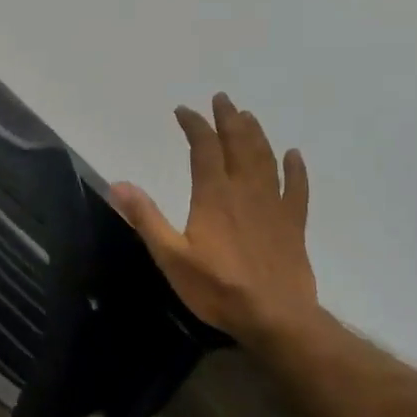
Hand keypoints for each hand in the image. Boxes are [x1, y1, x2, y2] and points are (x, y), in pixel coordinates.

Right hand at [112, 95, 321, 347]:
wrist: (276, 317)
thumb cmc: (218, 288)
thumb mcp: (171, 257)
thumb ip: (146, 218)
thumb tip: (118, 183)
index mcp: (214, 196)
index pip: (204, 149)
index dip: (194, 125)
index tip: (183, 110)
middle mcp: (246, 191)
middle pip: (239, 145)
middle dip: (228, 119)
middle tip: (221, 99)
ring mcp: (274, 206)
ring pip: (266, 159)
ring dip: (256, 134)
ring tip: (248, 116)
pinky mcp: (294, 225)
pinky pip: (298, 189)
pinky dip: (296, 169)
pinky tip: (294, 156)